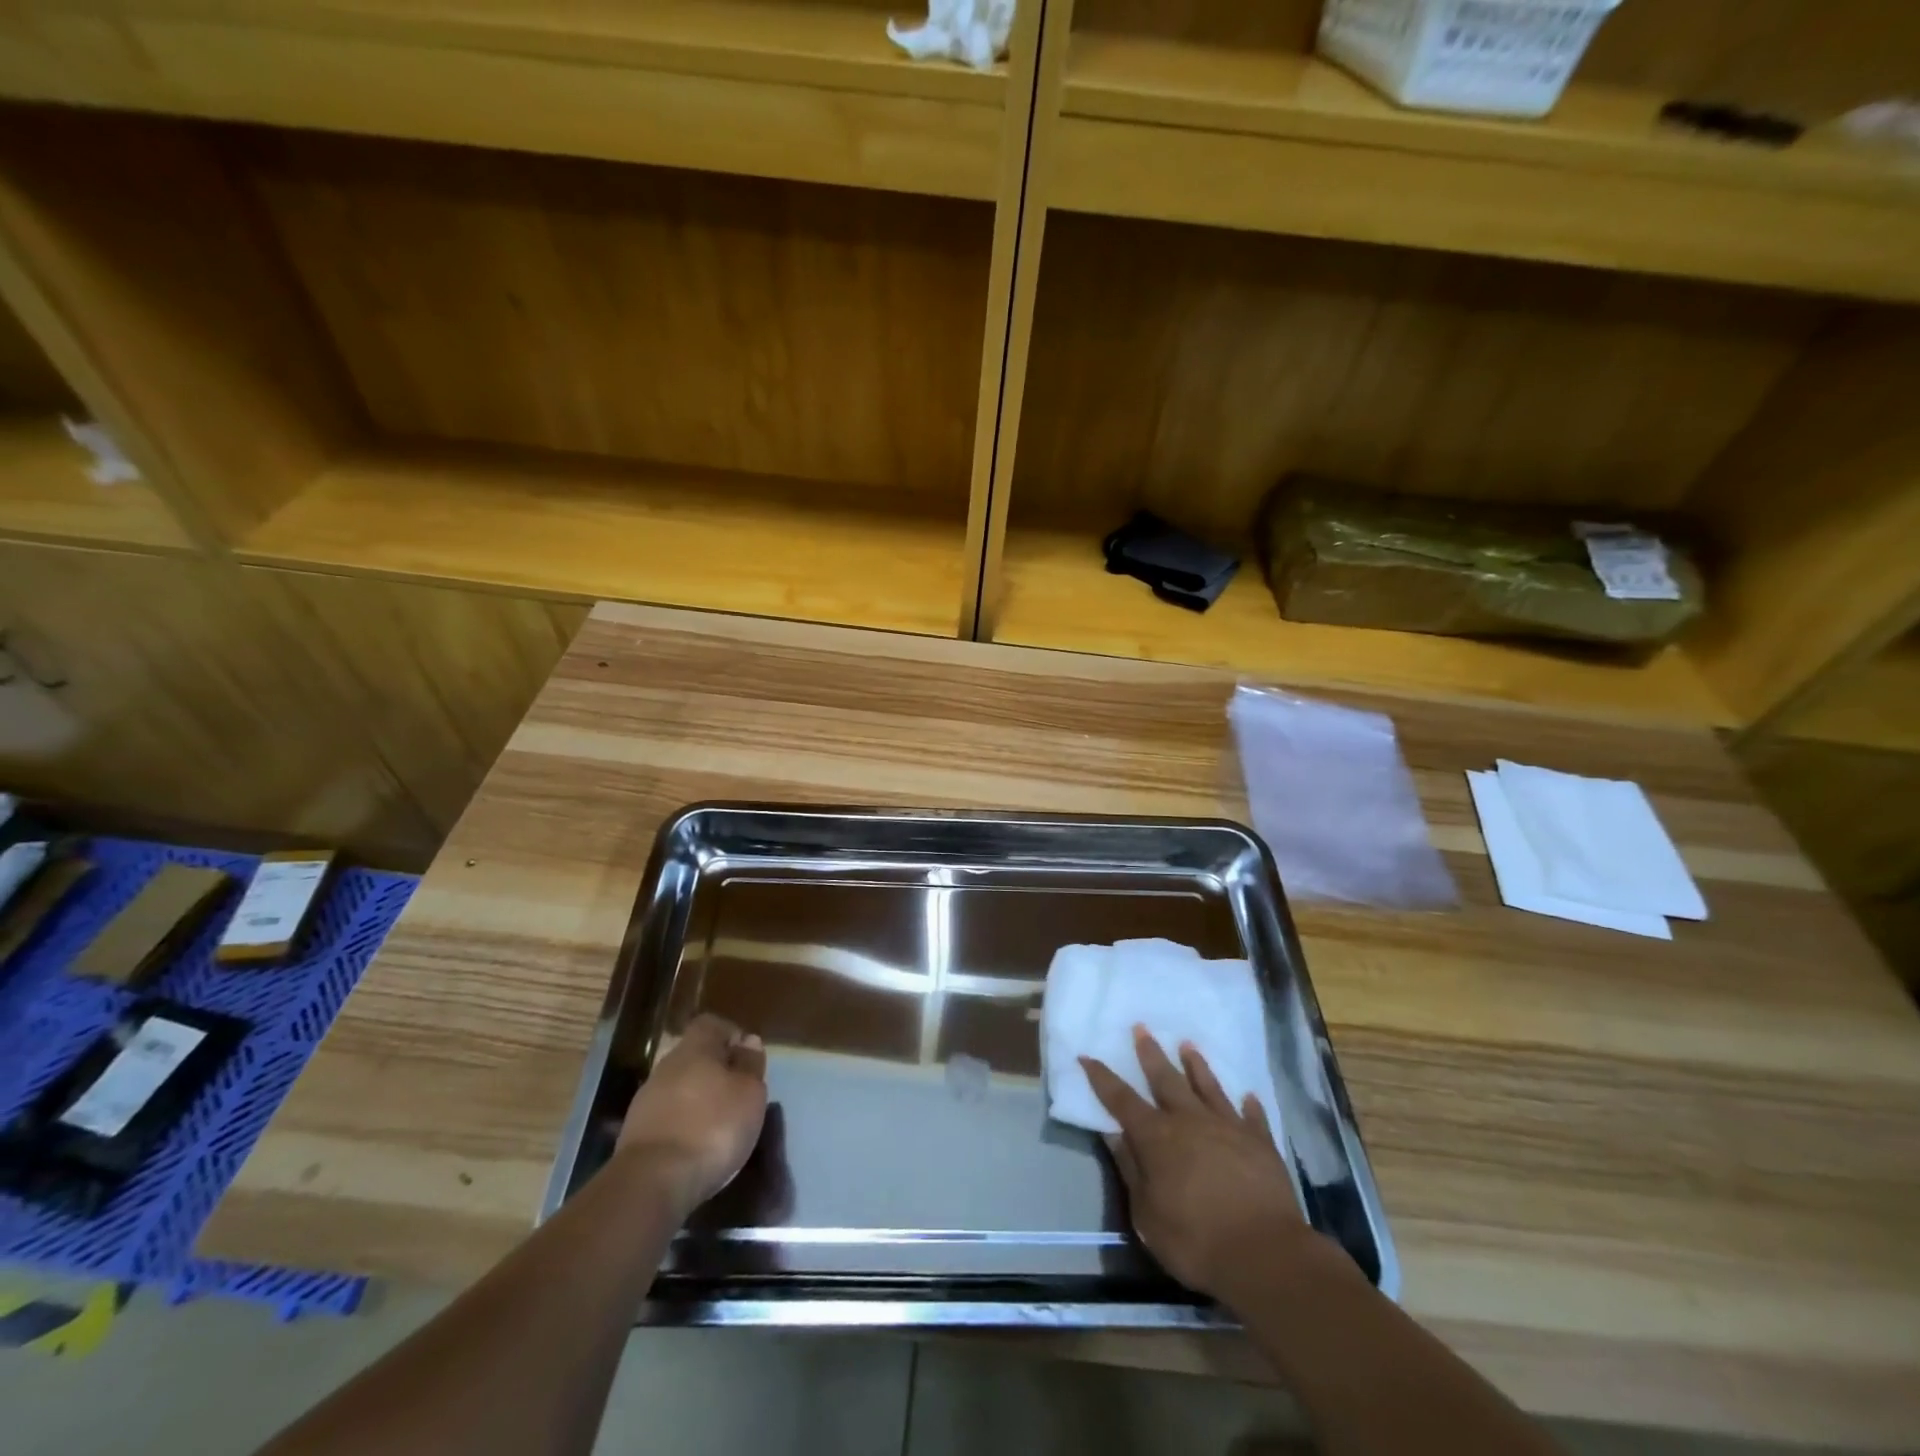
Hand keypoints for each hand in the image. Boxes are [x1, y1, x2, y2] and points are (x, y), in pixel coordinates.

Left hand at [617, 1013, 768, 1220]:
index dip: (730, 1035)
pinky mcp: (635, 1135)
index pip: (711, 1024)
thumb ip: (751, 1065)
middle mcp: (666, 1067)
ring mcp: (646, 1101)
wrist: (651, 1183)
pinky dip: (683, 1126)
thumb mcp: (750, 1094)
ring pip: (679, 1088)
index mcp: (695, 1048)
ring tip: (719, 1125)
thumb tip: (748, 1042)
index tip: (747, 1057)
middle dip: (715, 1071)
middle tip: (737, 1093)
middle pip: (694, 1057)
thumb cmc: (712, 1127)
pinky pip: (667, 1118)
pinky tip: (696, 1146)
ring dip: (698, 1101)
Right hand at [1081, 1026, 1309, 1302]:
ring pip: (1208, 1087)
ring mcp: (1227, 1127)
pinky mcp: (1260, 1143)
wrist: (1265, 1254)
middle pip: (1165, 1079)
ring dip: (1196, 1065)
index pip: (1121, 1100)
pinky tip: (1248, 1096)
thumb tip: (1114, 1134)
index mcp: (1156, 1137)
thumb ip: (1131, 1170)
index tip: (1087, 1055)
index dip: (1101, 1077)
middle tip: (1141, 1027)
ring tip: (1188, 1045)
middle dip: (1150, 1053)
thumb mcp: (1147, 1215)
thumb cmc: (1195, 1241)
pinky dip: (1249, 1106)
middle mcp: (1189, 1121)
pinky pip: (1252, 1117)